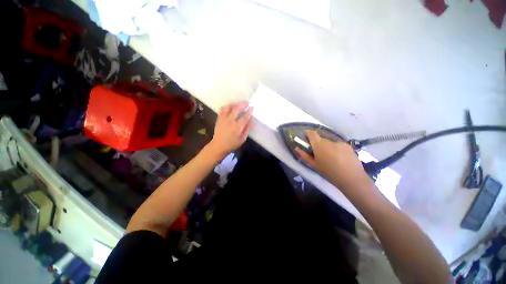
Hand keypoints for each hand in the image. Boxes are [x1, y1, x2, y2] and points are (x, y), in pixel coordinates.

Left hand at [208, 102, 253, 156]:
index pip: (245, 116)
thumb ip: (247, 129)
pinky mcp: (219, 119)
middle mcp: (230, 121)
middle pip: (237, 109)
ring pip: (229, 107)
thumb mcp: (242, 138)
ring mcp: (223, 119)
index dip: (249, 111)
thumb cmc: (232, 144)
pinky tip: (230, 107)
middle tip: (247, 103)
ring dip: (235, 104)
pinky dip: (227, 106)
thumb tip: (252, 121)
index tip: (252, 107)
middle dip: (243, 104)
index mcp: (237, 127)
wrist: (219, 145)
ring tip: (239, 104)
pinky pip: (222, 109)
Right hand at [296, 130, 370, 190]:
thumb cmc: (328, 172)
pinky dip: (337, 149)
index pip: (311, 133)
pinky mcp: (348, 145)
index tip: (306, 138)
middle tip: (319, 154)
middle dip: (318, 144)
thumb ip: (304, 155)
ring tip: (331, 158)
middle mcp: (328, 141)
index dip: (308, 133)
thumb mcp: (314, 165)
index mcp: (319, 145)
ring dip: (328, 147)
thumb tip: (297, 148)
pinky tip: (340, 158)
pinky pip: (338, 145)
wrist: (351, 177)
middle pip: (321, 139)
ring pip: (330, 142)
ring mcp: (339, 142)